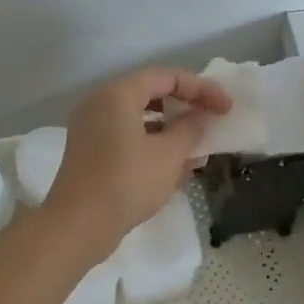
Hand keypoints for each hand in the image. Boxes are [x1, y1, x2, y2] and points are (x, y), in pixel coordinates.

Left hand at [45, 66, 231, 260]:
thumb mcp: (168, 155)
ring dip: (171, 130)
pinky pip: (126, 137)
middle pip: (150, 93)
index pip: (166, 77)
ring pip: (139, 118)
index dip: (202, 89)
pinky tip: (175, 168)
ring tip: (198, 149)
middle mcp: (100, 104)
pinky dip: (152, 145)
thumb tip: (200, 116)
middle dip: (185, 107)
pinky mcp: (89, 152)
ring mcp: (91, 129)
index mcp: (117, 94)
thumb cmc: (126, 183)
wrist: (77, 227)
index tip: (227, 108)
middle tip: (212, 121)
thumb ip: (190, 129)